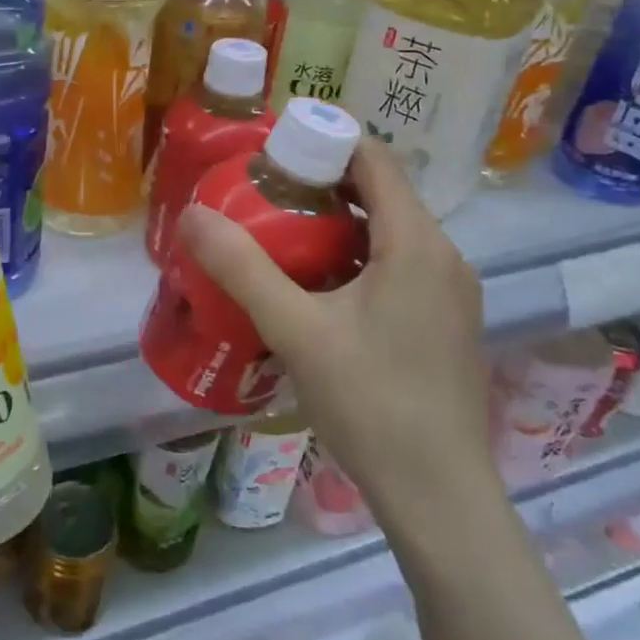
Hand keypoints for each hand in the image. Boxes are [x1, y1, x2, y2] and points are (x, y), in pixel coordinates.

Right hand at [176, 137, 496, 535]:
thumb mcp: (296, 331)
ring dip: (335, 225)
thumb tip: (191, 214)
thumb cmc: (372, 404)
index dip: (323, 141)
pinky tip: (314, 290)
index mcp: (417, 242)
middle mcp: (443, 256)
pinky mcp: (443, 324)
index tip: (271, 150)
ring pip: (386, 234)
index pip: (374, 158)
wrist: (440, 498)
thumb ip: (241, 268)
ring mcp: (448, 293)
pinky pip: (395, 267)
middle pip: (379, 193)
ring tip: (278, 236)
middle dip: (319, 185)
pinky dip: (354, 259)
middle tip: (260, 194)